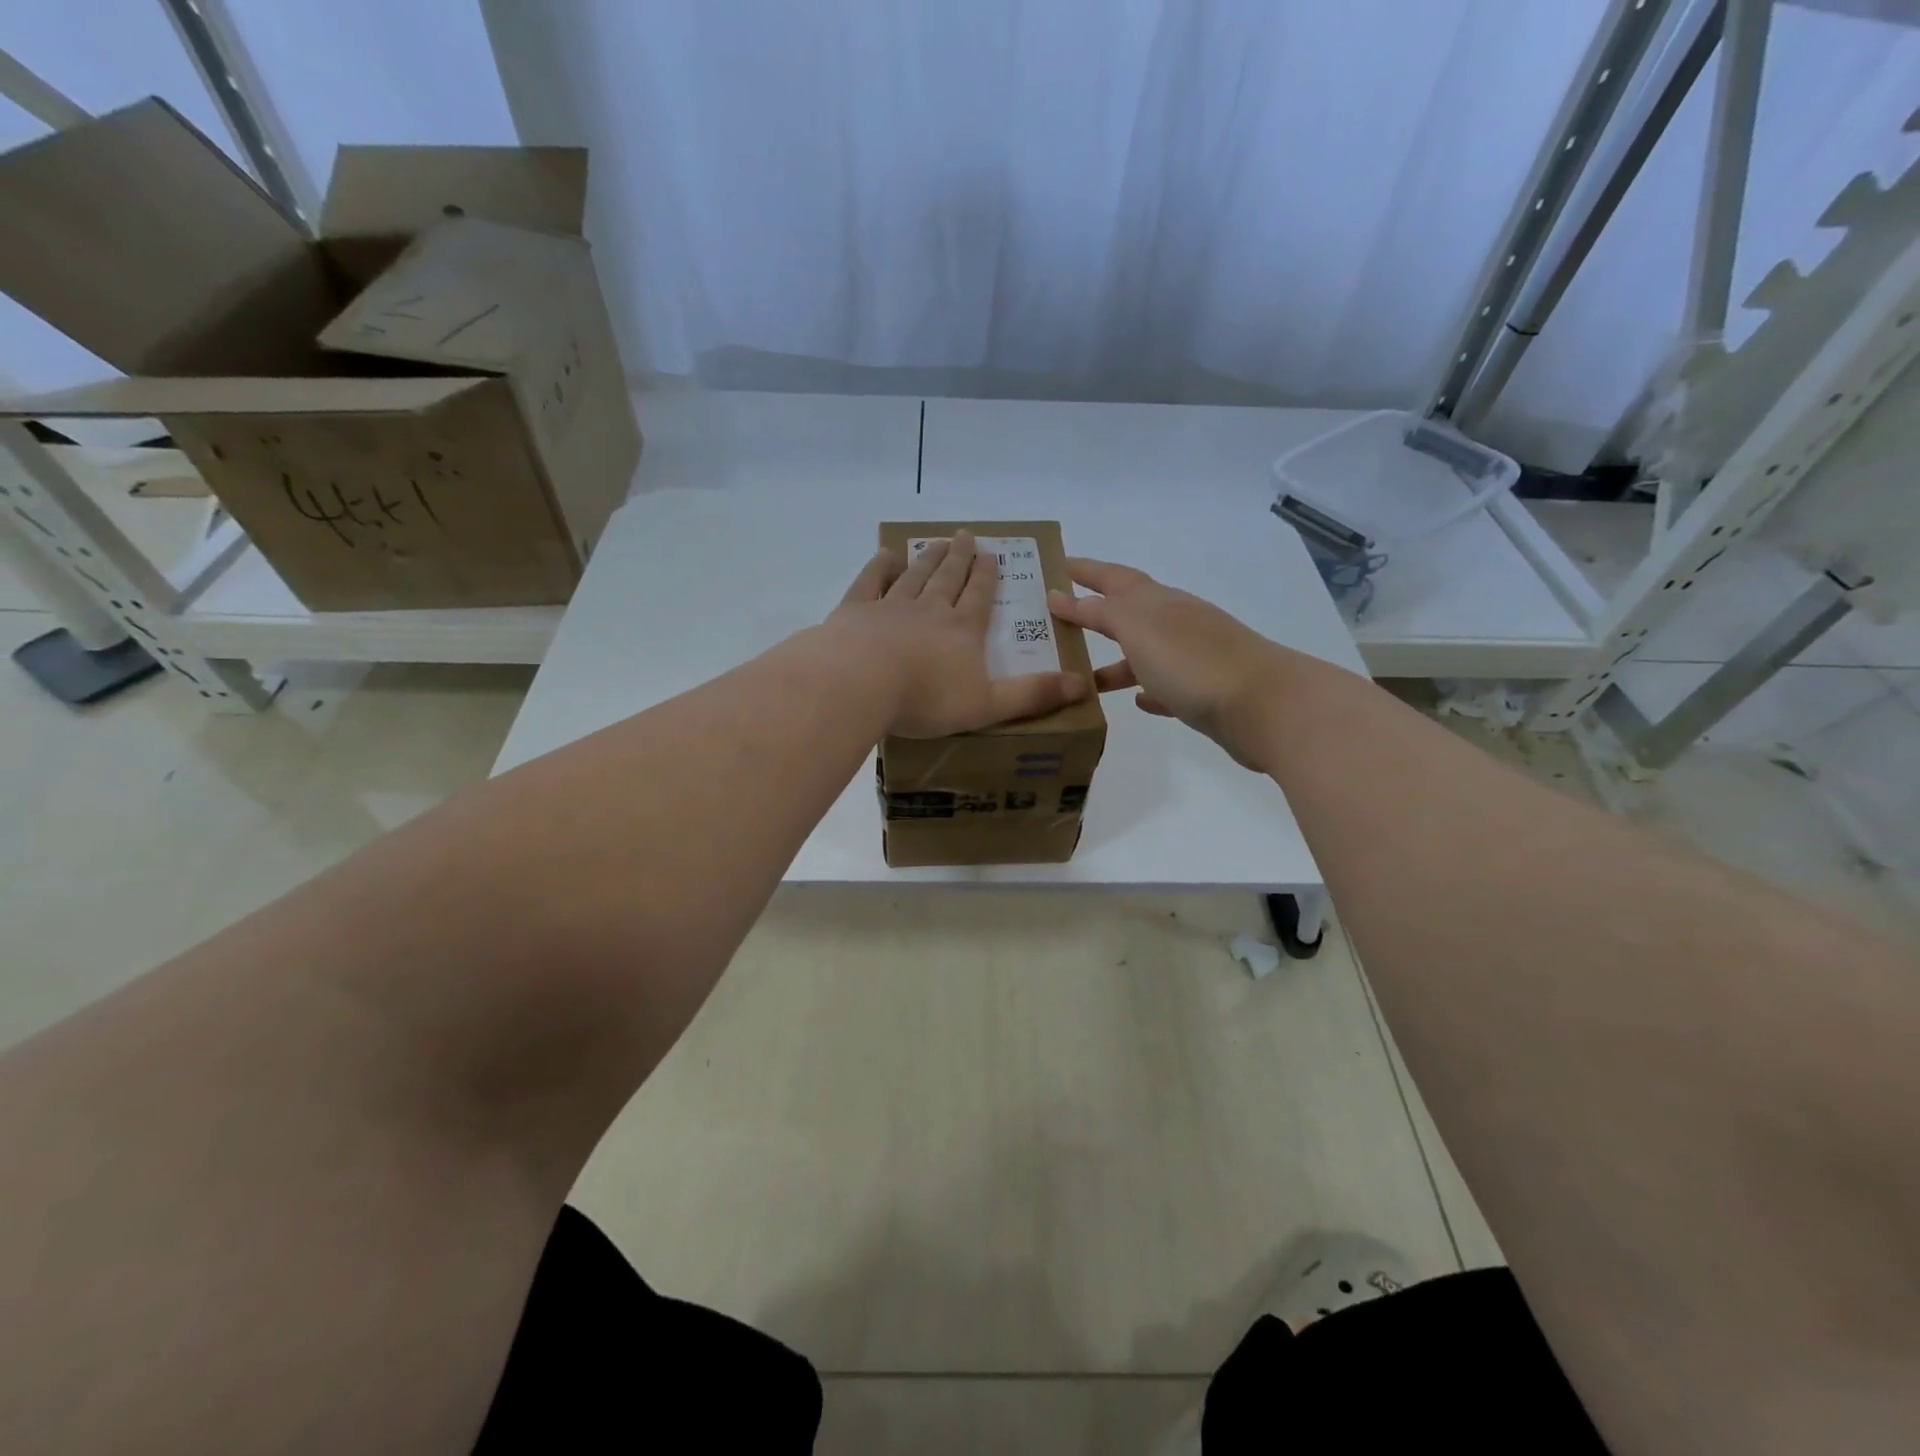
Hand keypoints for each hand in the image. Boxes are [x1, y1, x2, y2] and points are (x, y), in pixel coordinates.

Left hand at [828, 530, 1088, 737]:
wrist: (861, 683)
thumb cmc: (926, 699)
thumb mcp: (988, 705)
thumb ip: (1032, 695)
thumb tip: (1083, 685)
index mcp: (962, 631)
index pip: (979, 597)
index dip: (987, 577)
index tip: (991, 556)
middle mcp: (930, 609)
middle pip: (948, 578)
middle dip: (960, 558)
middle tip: (965, 536)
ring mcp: (890, 606)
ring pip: (914, 576)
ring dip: (927, 559)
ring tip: (936, 543)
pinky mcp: (855, 611)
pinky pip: (870, 582)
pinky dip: (879, 567)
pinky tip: (886, 556)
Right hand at [1047, 557, 1286, 767]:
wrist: (1261, 705)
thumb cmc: (1191, 661)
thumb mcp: (1137, 629)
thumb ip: (1099, 612)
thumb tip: (1062, 596)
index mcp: (1158, 601)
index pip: (1113, 577)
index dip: (1085, 570)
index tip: (1056, 564)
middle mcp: (1176, 622)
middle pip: (1129, 612)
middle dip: (1096, 614)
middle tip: (1060, 620)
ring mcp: (1193, 657)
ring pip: (1144, 654)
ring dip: (1115, 661)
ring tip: (1084, 678)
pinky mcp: (1204, 693)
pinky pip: (1166, 686)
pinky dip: (1147, 688)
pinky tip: (1136, 700)